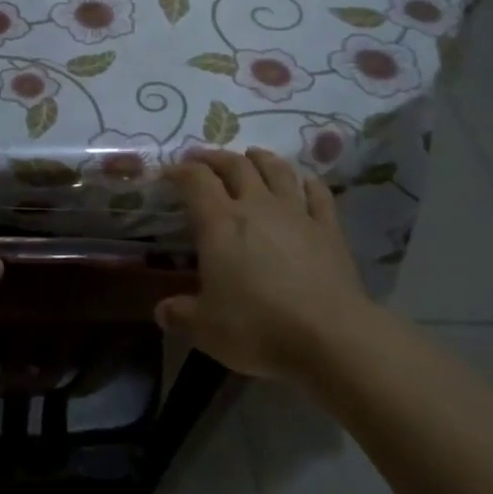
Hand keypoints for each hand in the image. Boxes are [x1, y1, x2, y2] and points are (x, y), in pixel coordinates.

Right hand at [157, 148, 369, 380]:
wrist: (331, 338)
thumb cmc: (259, 327)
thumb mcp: (205, 329)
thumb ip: (179, 315)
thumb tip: (161, 311)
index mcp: (219, 222)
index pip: (195, 179)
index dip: (179, 170)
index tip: (168, 172)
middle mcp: (256, 206)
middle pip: (235, 165)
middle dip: (215, 157)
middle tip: (202, 158)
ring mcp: (296, 213)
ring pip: (276, 170)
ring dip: (260, 158)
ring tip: (251, 155)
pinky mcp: (328, 229)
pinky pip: (317, 194)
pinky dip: (307, 183)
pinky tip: (303, 181)